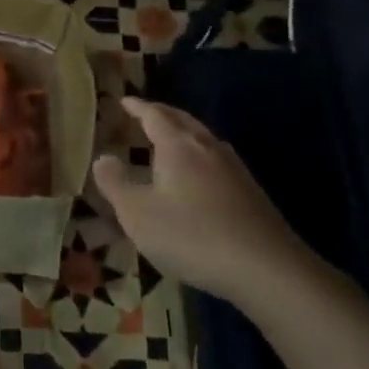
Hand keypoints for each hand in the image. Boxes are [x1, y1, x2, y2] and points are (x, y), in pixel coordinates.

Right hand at [93, 96, 315, 306]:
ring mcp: (234, 169)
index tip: (124, 100)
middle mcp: (208, 148)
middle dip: (162, 114)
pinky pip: (216, 160)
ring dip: (183, 133)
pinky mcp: (250, 192)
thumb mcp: (137, 213)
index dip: (137, 108)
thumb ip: (115, 183)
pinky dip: (198, 156)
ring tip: (168, 140)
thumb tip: (103, 157)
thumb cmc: (191, 235)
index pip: (154, 116)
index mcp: (178, 146)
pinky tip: (198, 175)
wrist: (265, 267)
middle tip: (144, 112)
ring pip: (203, 139)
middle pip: (183, 121)